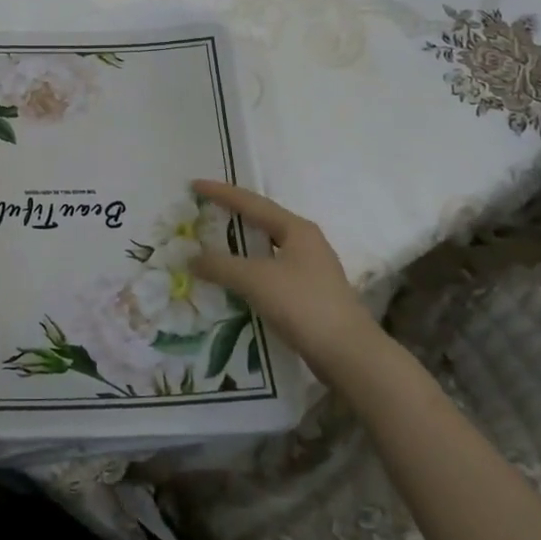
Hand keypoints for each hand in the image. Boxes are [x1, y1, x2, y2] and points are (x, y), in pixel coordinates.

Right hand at [191, 180, 379, 363]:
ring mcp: (311, 270)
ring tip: (214, 245)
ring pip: (267, 249)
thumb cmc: (303, 304)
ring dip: (240, 247)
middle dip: (232, 216)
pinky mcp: (309, 295)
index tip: (195, 184)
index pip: (252, 203)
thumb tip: (192, 258)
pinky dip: (249, 271)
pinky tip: (235, 281)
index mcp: (296, 229)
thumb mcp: (255, 280)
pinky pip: (271, 273)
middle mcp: (306, 243)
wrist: (349, 355)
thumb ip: (220, 265)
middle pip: (262, 222)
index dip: (221, 192)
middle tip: (204, 212)